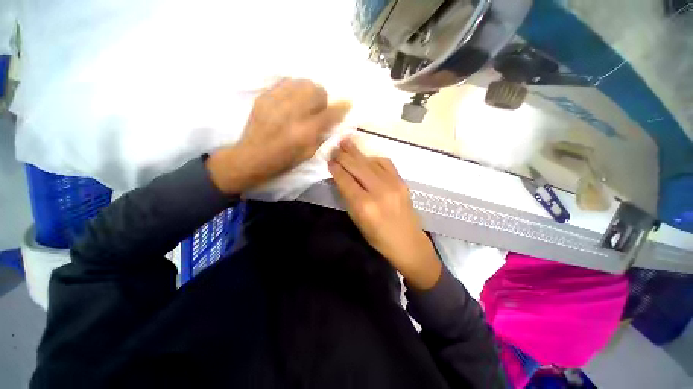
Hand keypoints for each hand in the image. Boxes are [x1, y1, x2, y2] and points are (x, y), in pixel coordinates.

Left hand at [207, 78, 350, 193]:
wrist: (252, 157)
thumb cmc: (284, 160)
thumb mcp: (309, 153)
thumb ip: (323, 134)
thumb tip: (333, 120)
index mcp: (305, 132)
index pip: (330, 113)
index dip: (341, 107)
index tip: (347, 103)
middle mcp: (292, 113)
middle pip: (316, 90)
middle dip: (322, 98)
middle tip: (318, 108)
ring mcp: (276, 102)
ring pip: (302, 82)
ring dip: (309, 91)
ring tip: (305, 102)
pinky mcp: (264, 97)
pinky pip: (285, 82)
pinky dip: (294, 88)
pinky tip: (291, 99)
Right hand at [329, 138, 441, 289]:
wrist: (408, 242)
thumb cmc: (378, 238)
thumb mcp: (358, 221)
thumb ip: (349, 197)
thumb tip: (341, 178)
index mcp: (364, 206)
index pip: (346, 180)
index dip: (336, 168)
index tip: (329, 160)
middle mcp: (379, 191)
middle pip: (357, 167)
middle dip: (344, 156)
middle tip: (335, 147)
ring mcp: (393, 184)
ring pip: (370, 162)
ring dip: (357, 152)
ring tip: (346, 142)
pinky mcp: (402, 182)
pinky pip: (385, 163)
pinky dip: (373, 158)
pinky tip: (366, 156)